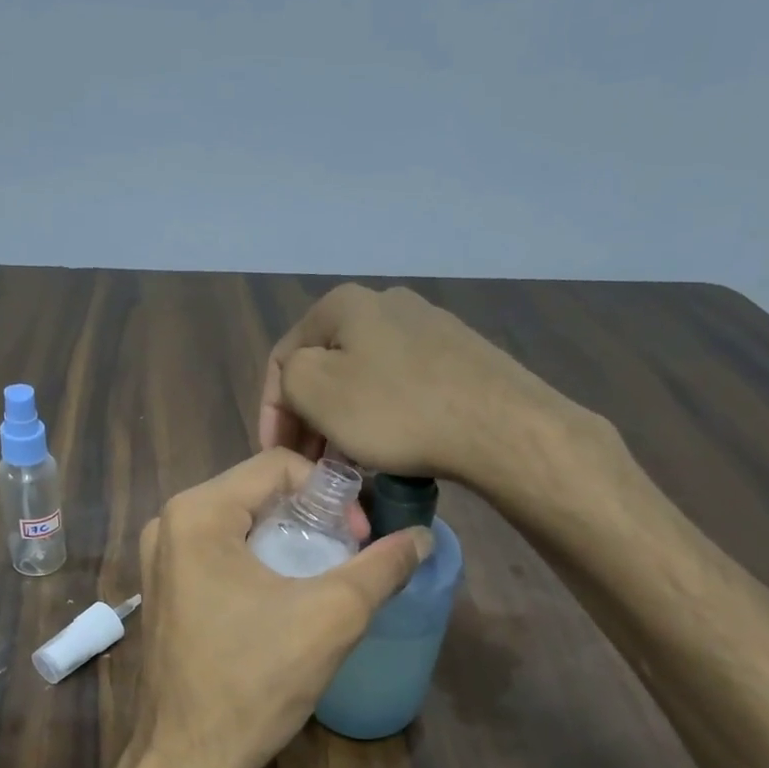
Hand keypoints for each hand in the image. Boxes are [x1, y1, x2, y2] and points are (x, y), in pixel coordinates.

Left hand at [125, 449, 431, 767]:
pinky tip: (286, 599)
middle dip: (311, 517)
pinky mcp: (164, 592)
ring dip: (288, 541)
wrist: (188, 761)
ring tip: (323, 578)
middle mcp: (168, 524)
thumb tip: (422, 537)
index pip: (278, 464)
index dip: (331, 492)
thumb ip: (382, 567)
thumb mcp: (332, 616)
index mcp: (197, 512)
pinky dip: (260, 563)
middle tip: (347, 556)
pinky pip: (220, 555)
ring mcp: (160, 561)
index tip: (358, 538)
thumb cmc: (255, 681)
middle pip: (258, 493)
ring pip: (241, 525)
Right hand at [258, 282, 594, 484]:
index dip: (270, 411)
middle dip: (309, 418)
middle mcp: (385, 303)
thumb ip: (287, 377)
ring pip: (363, 379)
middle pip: (326, 367)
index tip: (276, 457)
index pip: (283, 358)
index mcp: (344, 303)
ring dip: (343, 422)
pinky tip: (389, 449)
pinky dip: (382, 418)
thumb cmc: (396, 410)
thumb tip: (300, 384)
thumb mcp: (316, 390)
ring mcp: (428, 328)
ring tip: (346, 464)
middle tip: (309, 464)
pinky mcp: (458, 357)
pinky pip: (400, 388)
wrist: (498, 426)